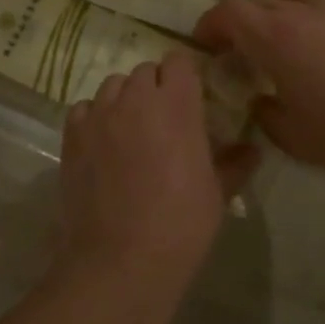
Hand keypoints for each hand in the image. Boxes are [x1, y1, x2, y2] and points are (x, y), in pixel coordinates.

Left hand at [55, 50, 258, 304]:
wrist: (120, 261)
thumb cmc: (180, 226)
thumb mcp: (217, 194)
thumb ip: (234, 163)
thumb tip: (252, 149)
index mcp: (176, 105)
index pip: (179, 62)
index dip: (186, 76)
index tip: (193, 98)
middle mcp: (135, 99)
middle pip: (145, 72)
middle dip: (157, 88)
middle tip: (166, 120)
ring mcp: (99, 115)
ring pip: (113, 86)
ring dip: (125, 99)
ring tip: (133, 131)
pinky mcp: (72, 136)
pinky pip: (84, 109)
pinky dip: (95, 117)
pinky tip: (104, 143)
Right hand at [194, 0, 324, 181]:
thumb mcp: (291, 136)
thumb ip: (263, 112)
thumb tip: (260, 99)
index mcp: (276, 36)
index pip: (229, 11)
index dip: (210, 25)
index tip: (206, 45)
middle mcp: (302, 10)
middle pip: (257, 0)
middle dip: (240, 21)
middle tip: (240, 50)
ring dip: (276, 12)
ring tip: (283, 41)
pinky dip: (310, 16)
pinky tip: (323, 46)